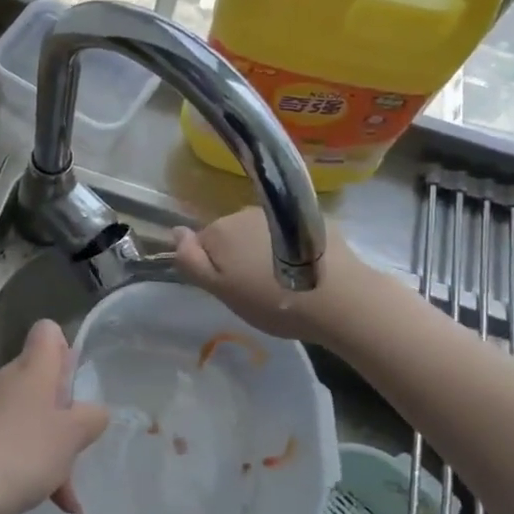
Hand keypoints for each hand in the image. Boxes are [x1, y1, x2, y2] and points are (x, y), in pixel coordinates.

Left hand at [0, 320, 108, 513]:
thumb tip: (95, 412)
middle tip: (82, 436)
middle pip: (46, 377)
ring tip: (71, 487)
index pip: (48, 332)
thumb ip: (92, 417)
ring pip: (37, 415)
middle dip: (68, 408)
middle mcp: (12, 380)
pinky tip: (53, 500)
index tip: (78, 382)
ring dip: (57, 445)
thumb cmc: (25, 451)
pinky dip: (38, 464)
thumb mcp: (73, 434)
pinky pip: (21, 441)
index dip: (66, 348)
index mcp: (33, 368)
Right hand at [173, 206, 369, 344]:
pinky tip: (304, 271)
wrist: (339, 298)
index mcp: (220, 230)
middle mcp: (245, 212)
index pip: (202, 244)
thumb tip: (174, 231)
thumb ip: (192, 261)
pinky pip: (287, 232)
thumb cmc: (272, 300)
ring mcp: (280, 213)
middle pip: (231, 235)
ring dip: (263, 252)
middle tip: (256, 289)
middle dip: (238, 257)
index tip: (232, 289)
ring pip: (259, 233)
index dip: (213, 268)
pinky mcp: (311, 220)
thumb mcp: (222, 290)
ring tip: (282, 282)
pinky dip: (289, 248)